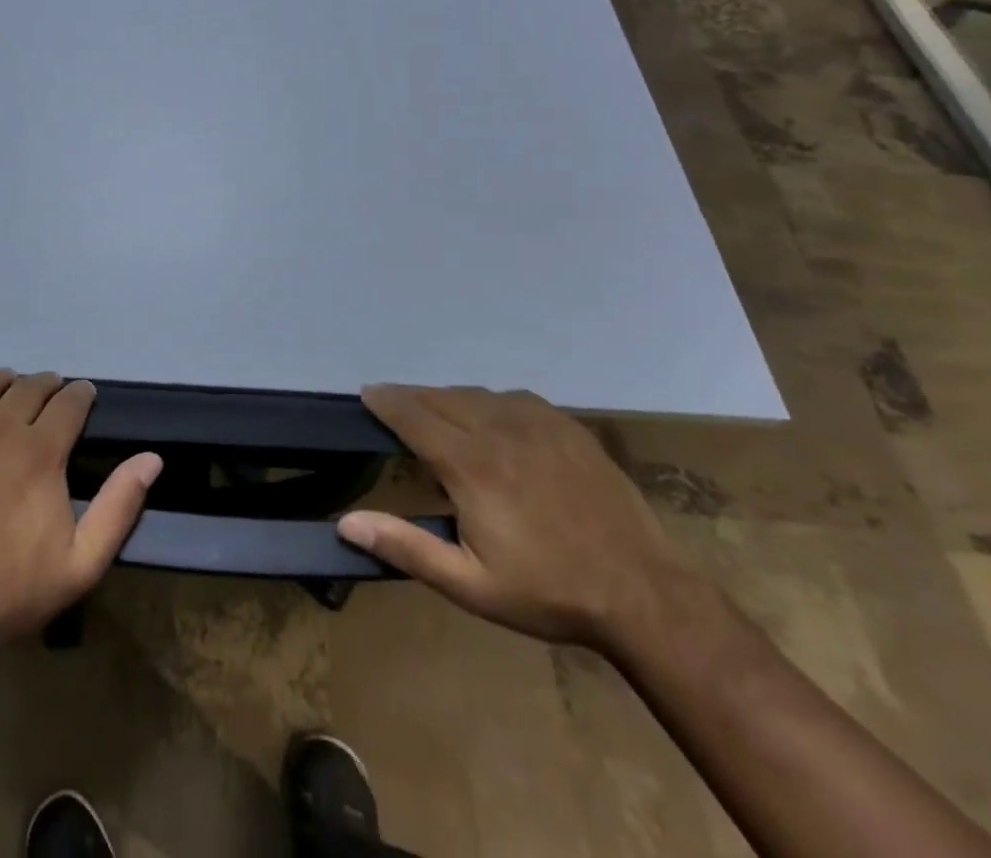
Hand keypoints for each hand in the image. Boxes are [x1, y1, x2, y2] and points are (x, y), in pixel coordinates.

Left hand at [0, 369, 161, 668]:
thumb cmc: (9, 593)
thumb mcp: (81, 565)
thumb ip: (119, 507)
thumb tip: (152, 459)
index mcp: (40, 452)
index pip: (69, 403)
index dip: (81, 394)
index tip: (84, 396)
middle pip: (28, 387)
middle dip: (46, 385)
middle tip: (50, 395)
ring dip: (3, 380)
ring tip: (8, 388)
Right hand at [337, 385, 698, 649]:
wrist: (645, 596)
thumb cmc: (548, 592)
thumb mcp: (469, 584)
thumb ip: (406, 547)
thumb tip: (346, 523)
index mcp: (470, 464)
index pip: (412, 415)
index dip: (385, 402)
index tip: (366, 395)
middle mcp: (498, 430)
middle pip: (440, 397)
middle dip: (411, 398)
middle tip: (393, 408)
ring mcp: (538, 423)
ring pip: (476, 394)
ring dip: (447, 399)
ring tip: (437, 415)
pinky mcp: (567, 427)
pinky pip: (513, 399)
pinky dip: (488, 402)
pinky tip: (491, 420)